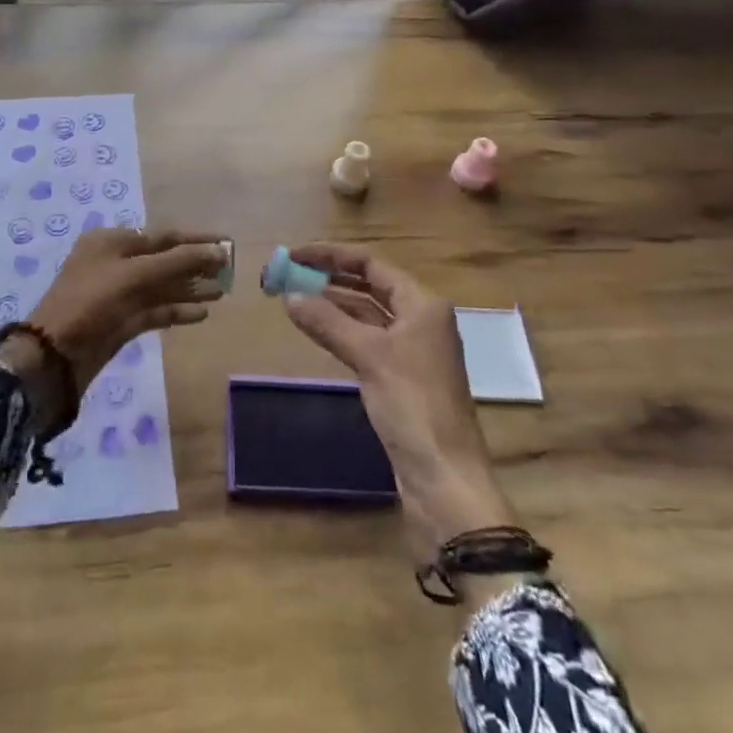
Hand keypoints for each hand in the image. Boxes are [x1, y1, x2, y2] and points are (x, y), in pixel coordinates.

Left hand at [1, 228, 227, 426]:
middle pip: (163, 260)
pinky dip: (177, 310)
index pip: (162, 236)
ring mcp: (118, 294)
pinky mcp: (122, 322)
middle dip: (194, 265)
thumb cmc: (91, 301)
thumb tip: (218, 251)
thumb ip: (177, 261)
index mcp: (111, 242)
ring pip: (161, 287)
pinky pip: (155, 310)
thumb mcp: (134, 275)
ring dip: (190, 289)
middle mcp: (115, 263)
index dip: (195, 240)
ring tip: (222, 292)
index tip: (226, 243)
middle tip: (229, 272)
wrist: (54, 354)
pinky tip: (201, 314)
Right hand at [281, 243, 513, 555]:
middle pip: (369, 285)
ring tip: (293, 296)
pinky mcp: (401, 377)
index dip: (330, 255)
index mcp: (422, 305)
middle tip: (287, 274)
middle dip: (329, 277)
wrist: (445, 478)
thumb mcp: (368, 356)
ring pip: (366, 313)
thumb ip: (327, 322)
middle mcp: (420, 320)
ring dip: (332, 303)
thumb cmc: (413, 406)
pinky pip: (366, 339)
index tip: (293, 254)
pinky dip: (340, 330)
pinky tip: (316, 329)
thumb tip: (289, 295)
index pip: (371, 264)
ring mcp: (412, 350)